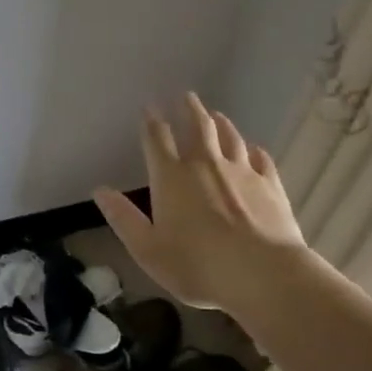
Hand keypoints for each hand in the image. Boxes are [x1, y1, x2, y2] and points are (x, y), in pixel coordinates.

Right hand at [94, 94, 306, 317]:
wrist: (263, 274)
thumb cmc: (197, 265)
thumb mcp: (147, 249)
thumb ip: (123, 218)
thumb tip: (100, 191)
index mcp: (171, 177)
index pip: (157, 139)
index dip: (151, 121)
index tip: (150, 107)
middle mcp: (205, 165)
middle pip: (198, 126)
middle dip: (190, 109)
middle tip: (186, 96)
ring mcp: (242, 172)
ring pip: (230, 138)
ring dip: (221, 124)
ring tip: (216, 115)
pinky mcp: (271, 185)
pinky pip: (261, 159)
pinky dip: (253, 150)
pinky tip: (253, 150)